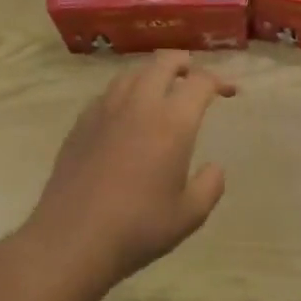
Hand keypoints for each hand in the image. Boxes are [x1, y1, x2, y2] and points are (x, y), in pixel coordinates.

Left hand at [20, 51, 235, 293]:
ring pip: (133, 72)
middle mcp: (140, 104)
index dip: (219, 81)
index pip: (200, 82)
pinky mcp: (81, 122)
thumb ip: (210, 186)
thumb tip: (214, 168)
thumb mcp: (189, 215)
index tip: (228, 92)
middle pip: (164, 62)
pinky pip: (108, 92)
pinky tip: (125, 114)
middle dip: (185, 63)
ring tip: (161, 90)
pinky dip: (125, 92)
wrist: (72, 238)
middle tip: (194, 79)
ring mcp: (105, 109)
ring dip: (152, 74)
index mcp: (173, 121)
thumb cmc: (138, 227)